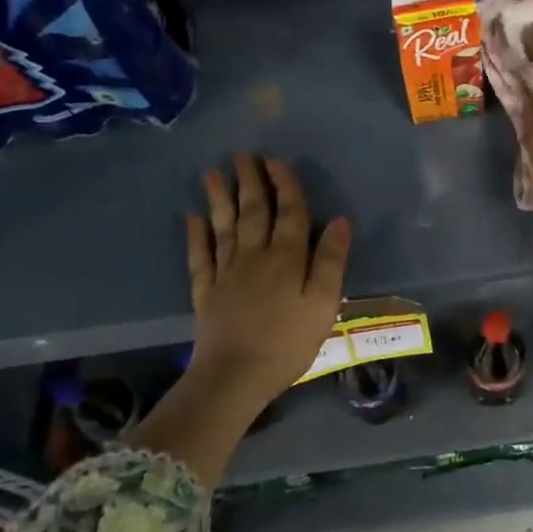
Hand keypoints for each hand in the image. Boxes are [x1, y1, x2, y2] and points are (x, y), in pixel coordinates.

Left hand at [182, 154, 351, 407]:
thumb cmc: (288, 342)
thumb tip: (340, 221)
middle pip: (253, 211)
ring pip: (224, 226)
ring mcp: (226, 272)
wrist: (234, 377)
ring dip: (220, 198)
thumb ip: (331, 261)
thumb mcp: (323, 303)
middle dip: (250, 181)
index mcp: (286, 258)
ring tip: (213, 172)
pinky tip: (191, 218)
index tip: (276, 160)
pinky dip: (195, 235)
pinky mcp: (205, 292)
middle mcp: (254, 256)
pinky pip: (200, 256)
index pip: (289, 213)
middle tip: (242, 154)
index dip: (285, 185)